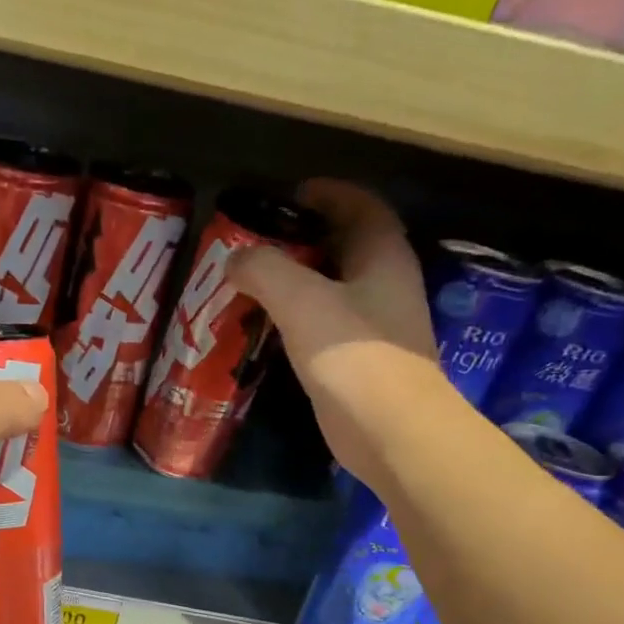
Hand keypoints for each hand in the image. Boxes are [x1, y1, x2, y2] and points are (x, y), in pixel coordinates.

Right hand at [227, 180, 439, 485]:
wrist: (389, 430)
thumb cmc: (353, 355)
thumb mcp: (301, 301)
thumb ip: (265, 270)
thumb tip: (234, 258)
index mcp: (382, 256)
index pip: (361, 206)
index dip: (328, 193)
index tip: (289, 195)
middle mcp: (385, 284)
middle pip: (345, 246)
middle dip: (304, 238)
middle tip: (258, 242)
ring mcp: (375, 325)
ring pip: (333, 287)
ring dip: (298, 281)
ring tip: (253, 282)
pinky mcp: (359, 361)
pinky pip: (325, 324)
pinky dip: (297, 317)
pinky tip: (267, 328)